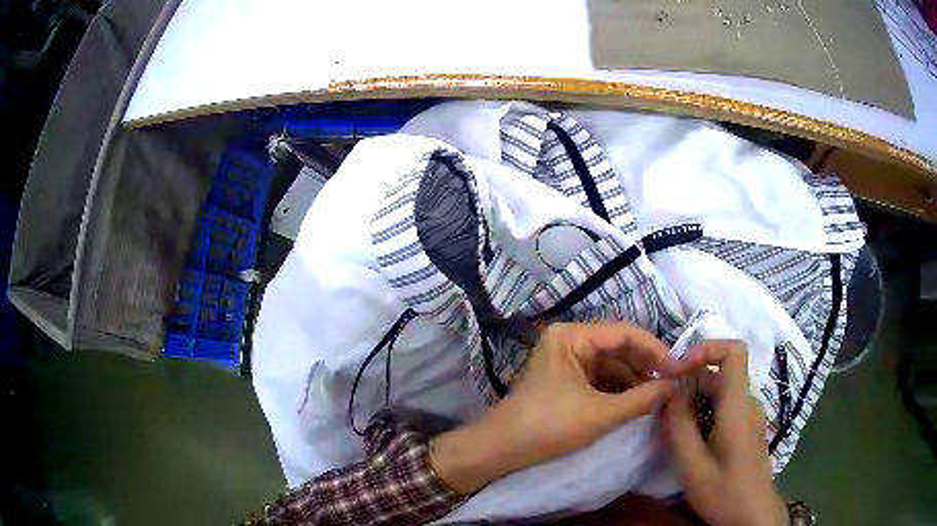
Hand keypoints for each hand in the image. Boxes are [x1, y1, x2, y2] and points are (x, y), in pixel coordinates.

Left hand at [431, 322, 683, 493]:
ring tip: (659, 395)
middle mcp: (570, 340)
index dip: (655, 350)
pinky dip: (619, 388)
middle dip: (646, 366)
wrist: (502, 449)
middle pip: (619, 347)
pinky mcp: (566, 379)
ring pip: (612, 364)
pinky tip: (637, 401)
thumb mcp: (600, 414)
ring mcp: (567, 360)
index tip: (678, 370)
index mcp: (572, 336)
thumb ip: (642, 398)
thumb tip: (676, 388)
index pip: (625, 333)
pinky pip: (601, 377)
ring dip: (635, 379)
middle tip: (672, 384)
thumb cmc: (548, 426)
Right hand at [662, 341, 788, 525]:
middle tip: (662, 403)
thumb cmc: (724, 492)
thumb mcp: (693, 465)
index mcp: (738, 406)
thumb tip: (669, 391)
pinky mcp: (747, 427)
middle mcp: (747, 403)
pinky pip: (725, 406)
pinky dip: (704, 411)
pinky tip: (690, 437)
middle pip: (720, 373)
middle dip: (689, 380)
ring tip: (671, 424)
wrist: (752, 515)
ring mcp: (750, 415)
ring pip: (721, 391)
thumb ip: (680, 426)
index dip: (706, 348)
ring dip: (694, 399)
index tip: (678, 369)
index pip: (734, 351)